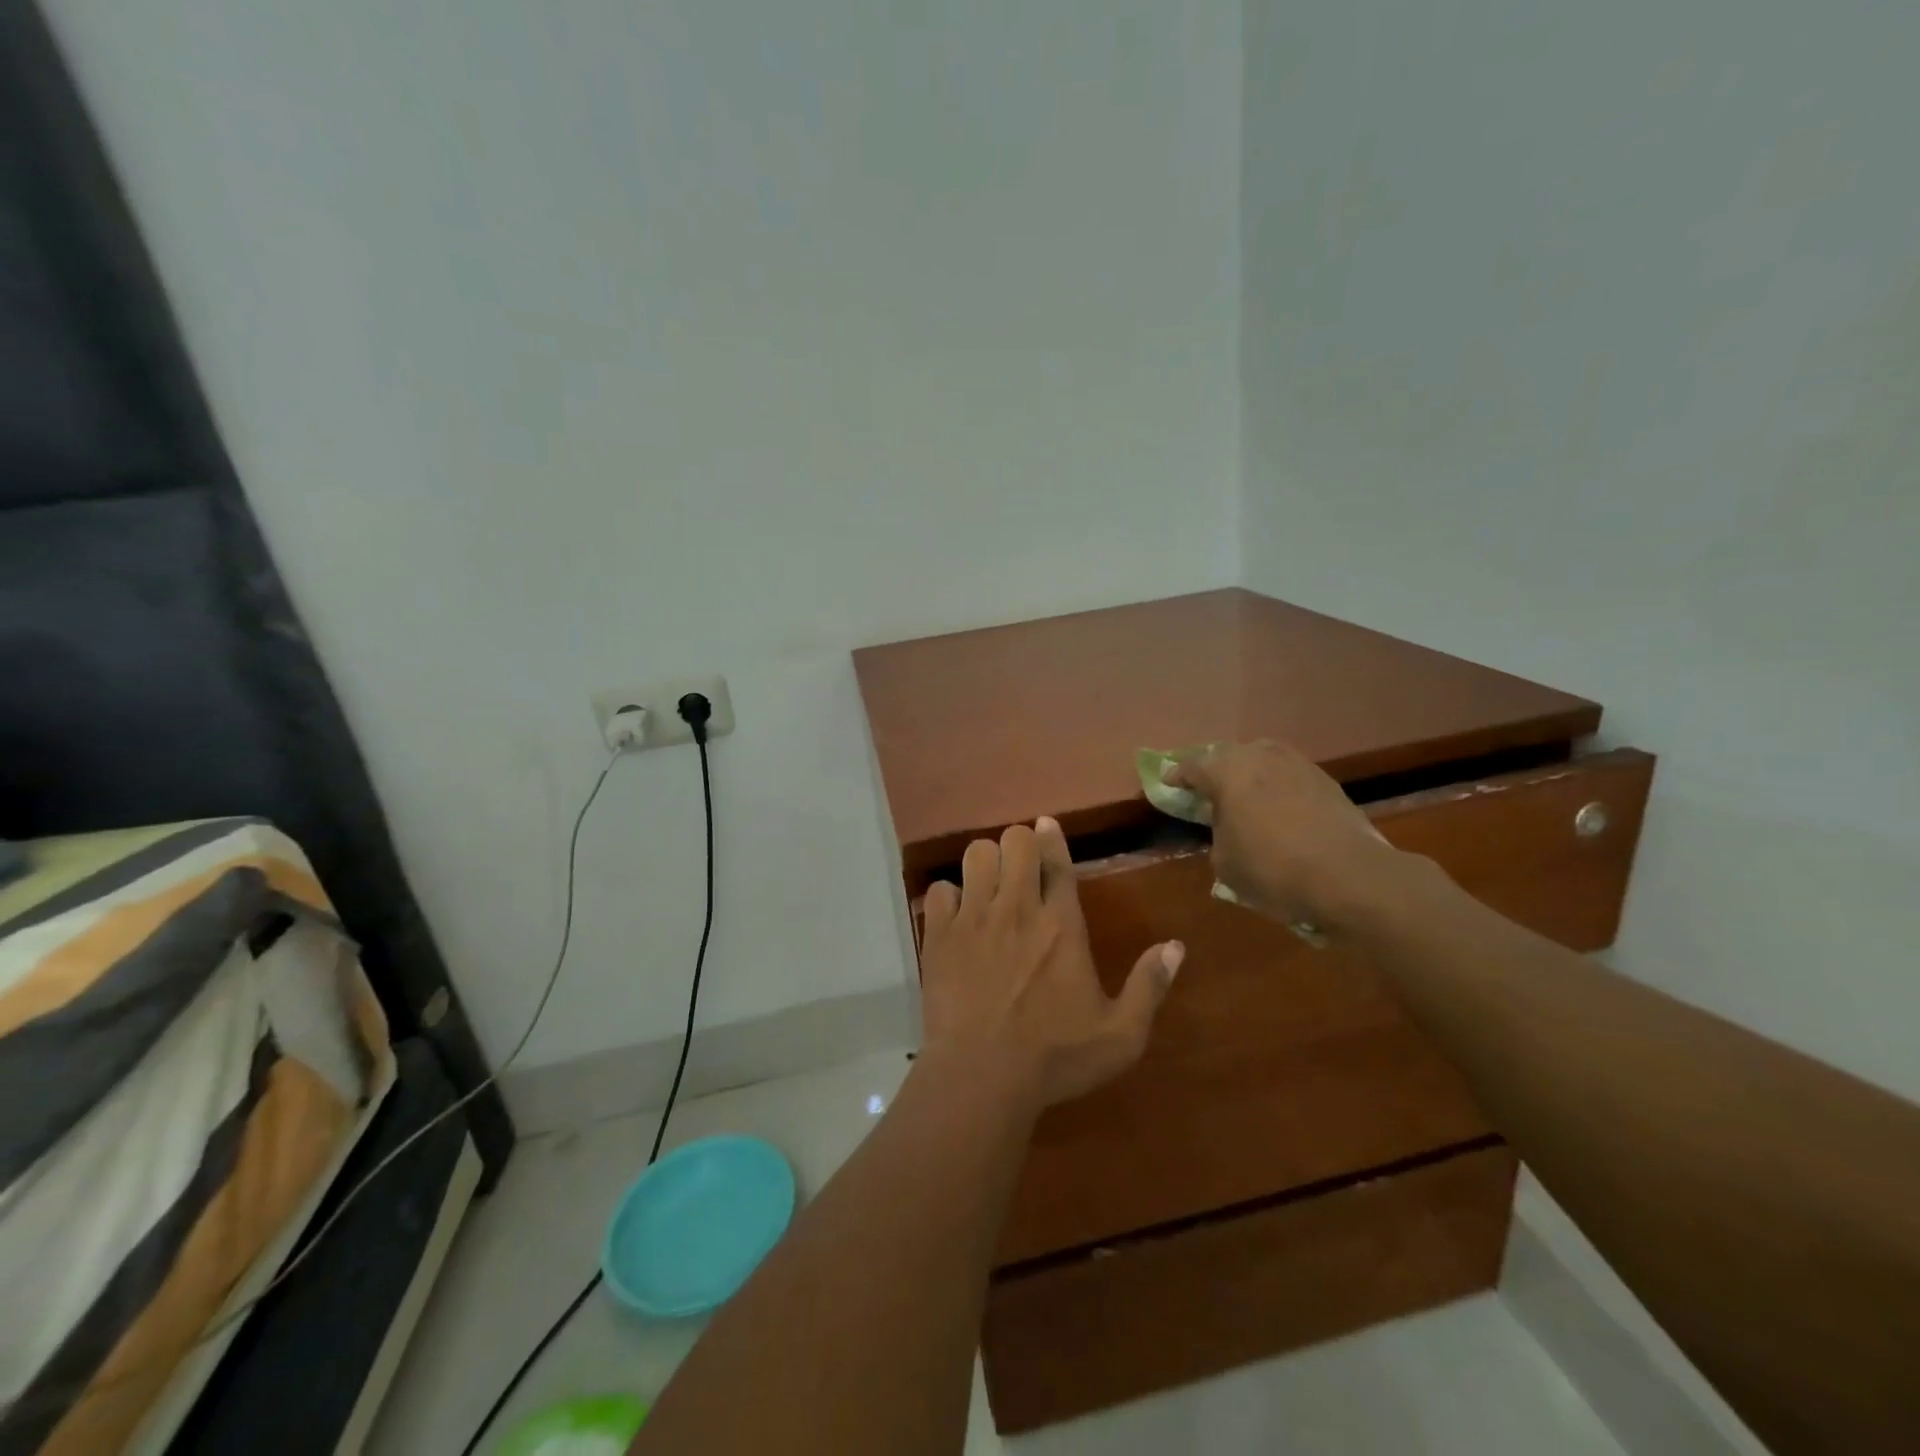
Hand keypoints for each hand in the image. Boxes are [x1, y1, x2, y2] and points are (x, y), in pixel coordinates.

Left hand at [919, 818, 1183, 1112]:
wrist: (982, 1077)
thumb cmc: (1055, 1058)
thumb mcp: (1120, 1035)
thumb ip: (1149, 986)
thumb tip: (1176, 946)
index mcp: (1062, 925)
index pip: (1057, 861)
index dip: (1052, 837)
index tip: (1047, 825)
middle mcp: (1018, 909)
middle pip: (1014, 842)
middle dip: (1019, 844)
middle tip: (1020, 867)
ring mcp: (974, 918)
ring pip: (975, 854)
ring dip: (985, 862)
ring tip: (989, 885)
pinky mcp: (940, 936)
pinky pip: (939, 889)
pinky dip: (949, 896)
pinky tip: (957, 916)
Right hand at [1167, 739, 1403, 935]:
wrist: (1349, 877)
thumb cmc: (1273, 870)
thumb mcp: (1224, 863)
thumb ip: (1217, 834)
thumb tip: (1226, 826)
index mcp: (1227, 772)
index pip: (1192, 766)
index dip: (1177, 776)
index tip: (1169, 783)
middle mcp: (1260, 757)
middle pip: (1228, 755)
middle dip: (1214, 769)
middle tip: (1207, 789)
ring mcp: (1297, 764)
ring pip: (1262, 758)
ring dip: (1249, 771)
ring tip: (1245, 792)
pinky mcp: (1325, 780)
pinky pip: (1289, 774)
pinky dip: (1277, 784)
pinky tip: (1278, 804)